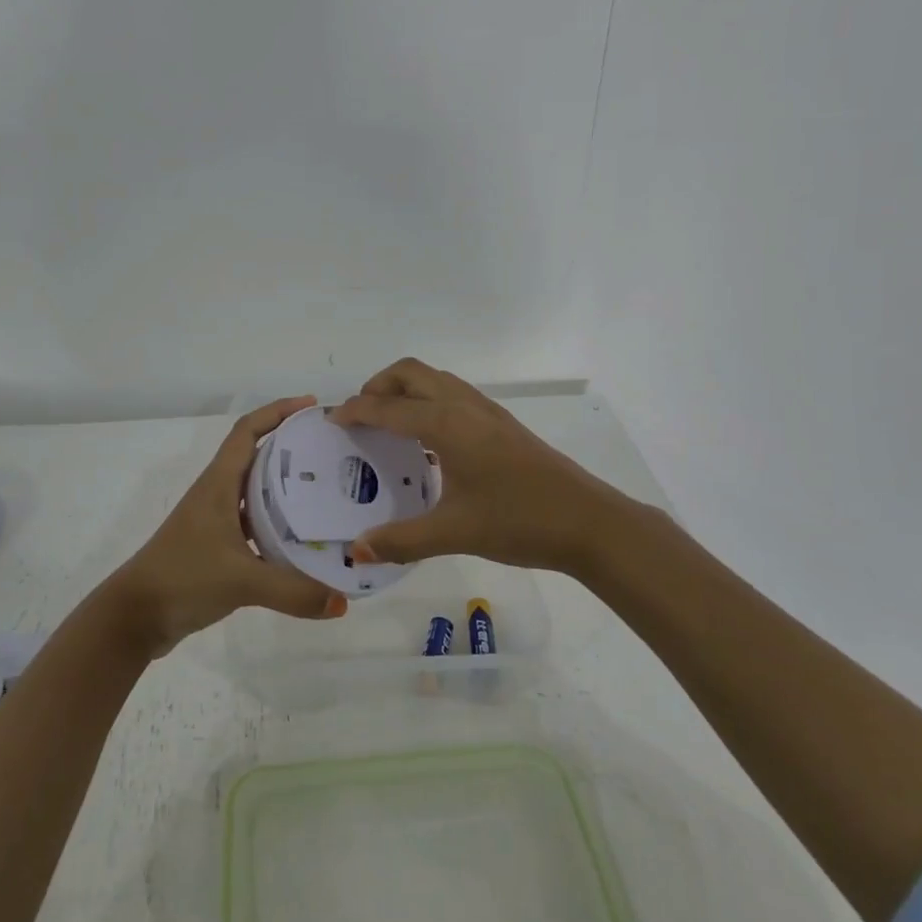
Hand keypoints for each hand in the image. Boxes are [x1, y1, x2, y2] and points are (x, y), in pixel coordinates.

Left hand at [105, 396, 349, 655]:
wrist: (135, 617)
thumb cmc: (183, 578)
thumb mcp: (242, 581)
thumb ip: (293, 591)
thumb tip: (343, 603)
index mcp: (219, 484)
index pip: (247, 431)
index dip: (277, 411)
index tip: (311, 406)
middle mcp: (217, 494)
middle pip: (257, 456)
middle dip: (292, 447)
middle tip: (330, 450)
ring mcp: (215, 521)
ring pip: (257, 492)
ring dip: (286, 486)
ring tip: (326, 490)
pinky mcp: (217, 548)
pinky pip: (255, 524)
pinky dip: (278, 525)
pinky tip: (303, 540)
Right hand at [331, 358, 642, 577]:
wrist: (589, 522)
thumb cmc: (519, 520)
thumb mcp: (454, 533)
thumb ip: (401, 540)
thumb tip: (356, 549)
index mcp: (446, 424)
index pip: (387, 407)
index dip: (355, 411)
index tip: (332, 422)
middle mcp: (464, 406)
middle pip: (410, 372)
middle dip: (377, 386)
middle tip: (360, 417)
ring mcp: (487, 411)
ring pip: (435, 379)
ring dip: (405, 389)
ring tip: (389, 424)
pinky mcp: (502, 423)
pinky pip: (453, 393)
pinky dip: (428, 400)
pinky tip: (429, 441)